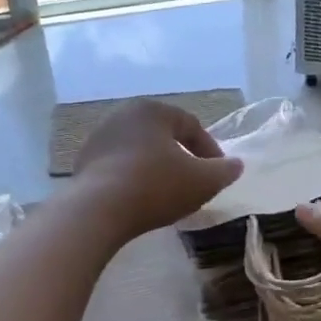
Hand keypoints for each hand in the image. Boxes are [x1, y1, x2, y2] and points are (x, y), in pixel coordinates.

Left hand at [72, 101, 242, 238]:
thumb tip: (236, 165)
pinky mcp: (83, 162)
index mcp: (153, 110)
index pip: (191, 125)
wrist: (97, 210)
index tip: (219, 173)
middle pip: (163, 135)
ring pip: (140, 150)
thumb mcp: (203, 181)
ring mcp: (99, 138)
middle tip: (195, 180)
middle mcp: (123, 115)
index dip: (210, 149)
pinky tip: (141, 199)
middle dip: (182, 156)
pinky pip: (119, 166)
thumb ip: (225, 171)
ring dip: (157, 167)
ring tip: (168, 192)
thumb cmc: (156, 187)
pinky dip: (134, 178)